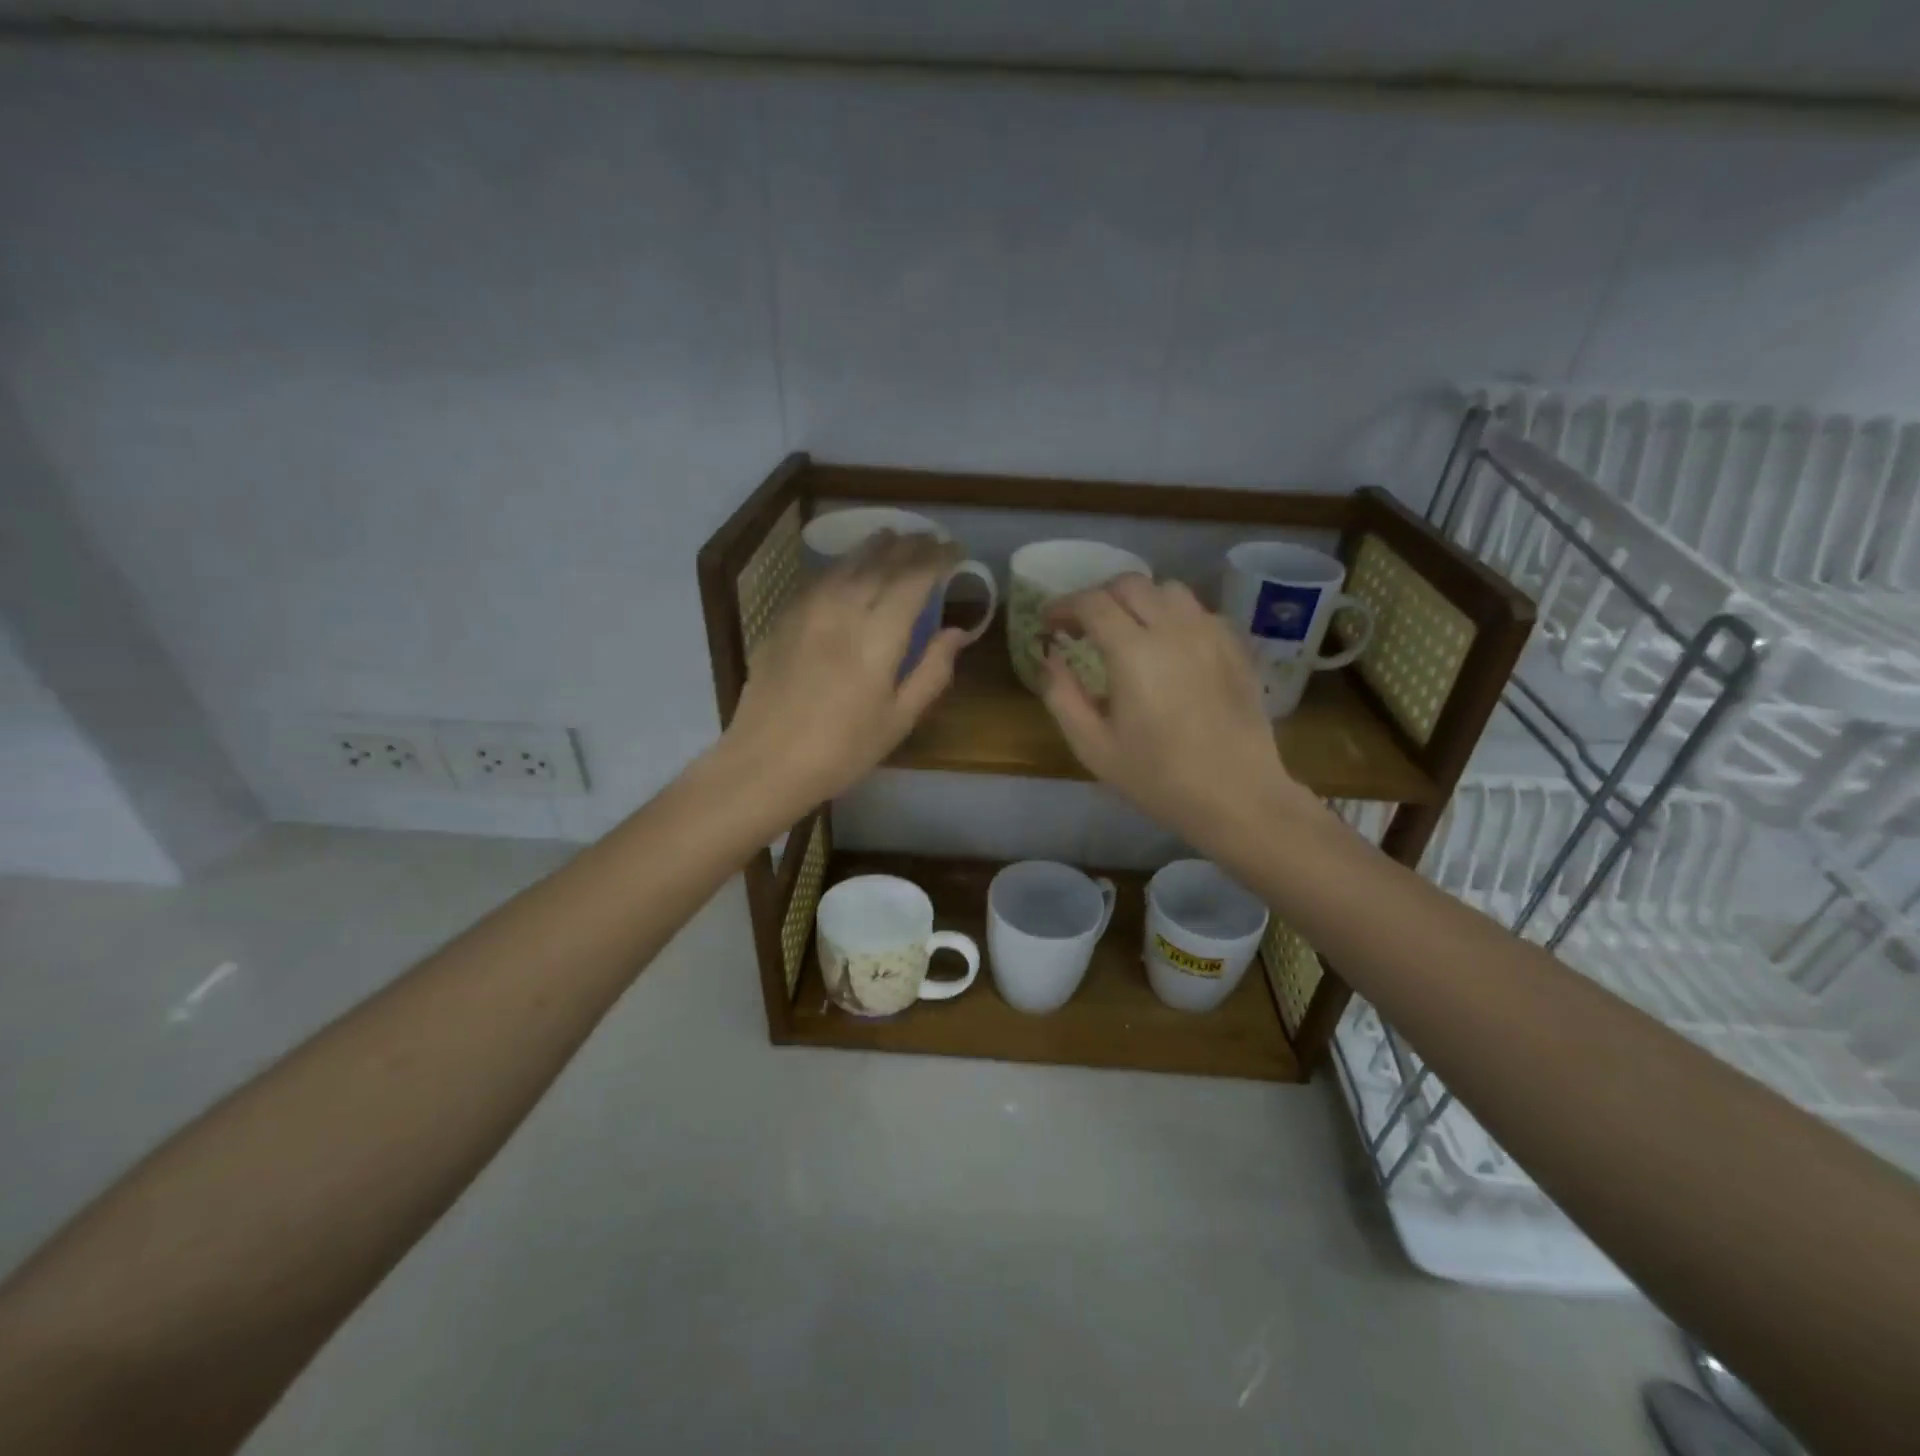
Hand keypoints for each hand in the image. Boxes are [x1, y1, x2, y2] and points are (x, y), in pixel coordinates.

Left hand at [722, 531, 967, 807]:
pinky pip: (818, 580)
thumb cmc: (842, 750)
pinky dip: (841, 566)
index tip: (954, 551)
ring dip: (873, 547)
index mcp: (877, 636)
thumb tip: (957, 632)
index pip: (914, 579)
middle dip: (908, 546)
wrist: (765, 763)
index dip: (937, 559)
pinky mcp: (782, 621)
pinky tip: (846, 569)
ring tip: (892, 537)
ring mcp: (806, 612)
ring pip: (845, 564)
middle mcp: (842, 610)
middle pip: (880, 563)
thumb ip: (932, 671)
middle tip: (928, 539)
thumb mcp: (898, 720)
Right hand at [1039, 575, 1321, 850]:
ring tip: (1127, 630)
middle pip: (1130, 584)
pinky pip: (1199, 611)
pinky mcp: (1236, 647)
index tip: (1050, 623)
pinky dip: (1174, 616)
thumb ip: (1062, 696)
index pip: (1092, 603)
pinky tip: (1169, 646)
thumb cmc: (1158, 778)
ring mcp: (1211, 634)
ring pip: (1168, 590)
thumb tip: (1049, 658)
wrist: (1237, 797)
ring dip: (1138, 601)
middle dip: (1099, 597)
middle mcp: (1174, 629)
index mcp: (1134, 652)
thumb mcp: (1093, 746)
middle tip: (1083, 625)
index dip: (1064, 606)